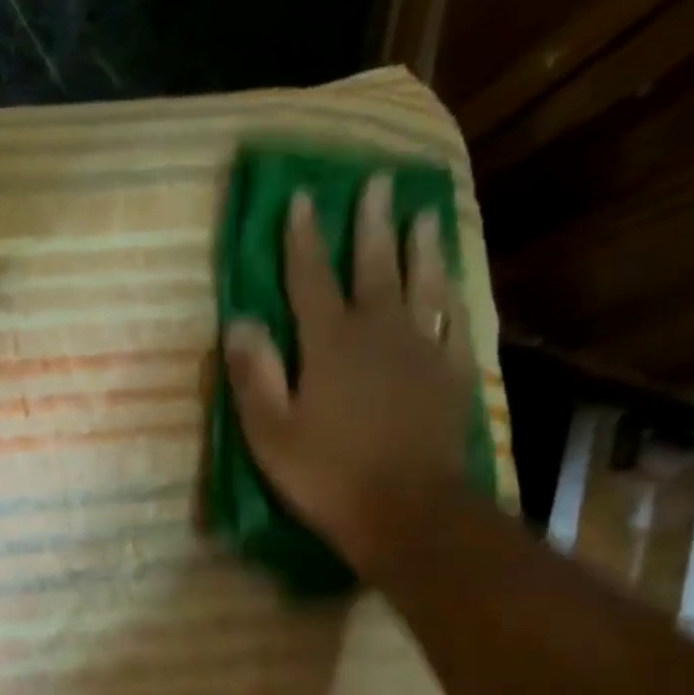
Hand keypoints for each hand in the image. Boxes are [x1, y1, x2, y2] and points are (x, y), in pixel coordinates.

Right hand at [222, 174, 476, 575]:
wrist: (407, 511)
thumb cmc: (326, 475)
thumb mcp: (270, 433)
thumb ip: (254, 375)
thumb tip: (239, 321)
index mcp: (330, 344)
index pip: (311, 279)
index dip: (303, 239)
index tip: (301, 198)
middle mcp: (380, 332)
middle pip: (374, 267)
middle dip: (371, 223)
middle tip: (379, 182)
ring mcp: (423, 351)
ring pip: (422, 285)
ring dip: (420, 247)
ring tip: (423, 214)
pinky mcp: (452, 374)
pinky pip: (454, 322)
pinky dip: (451, 297)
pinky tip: (451, 285)